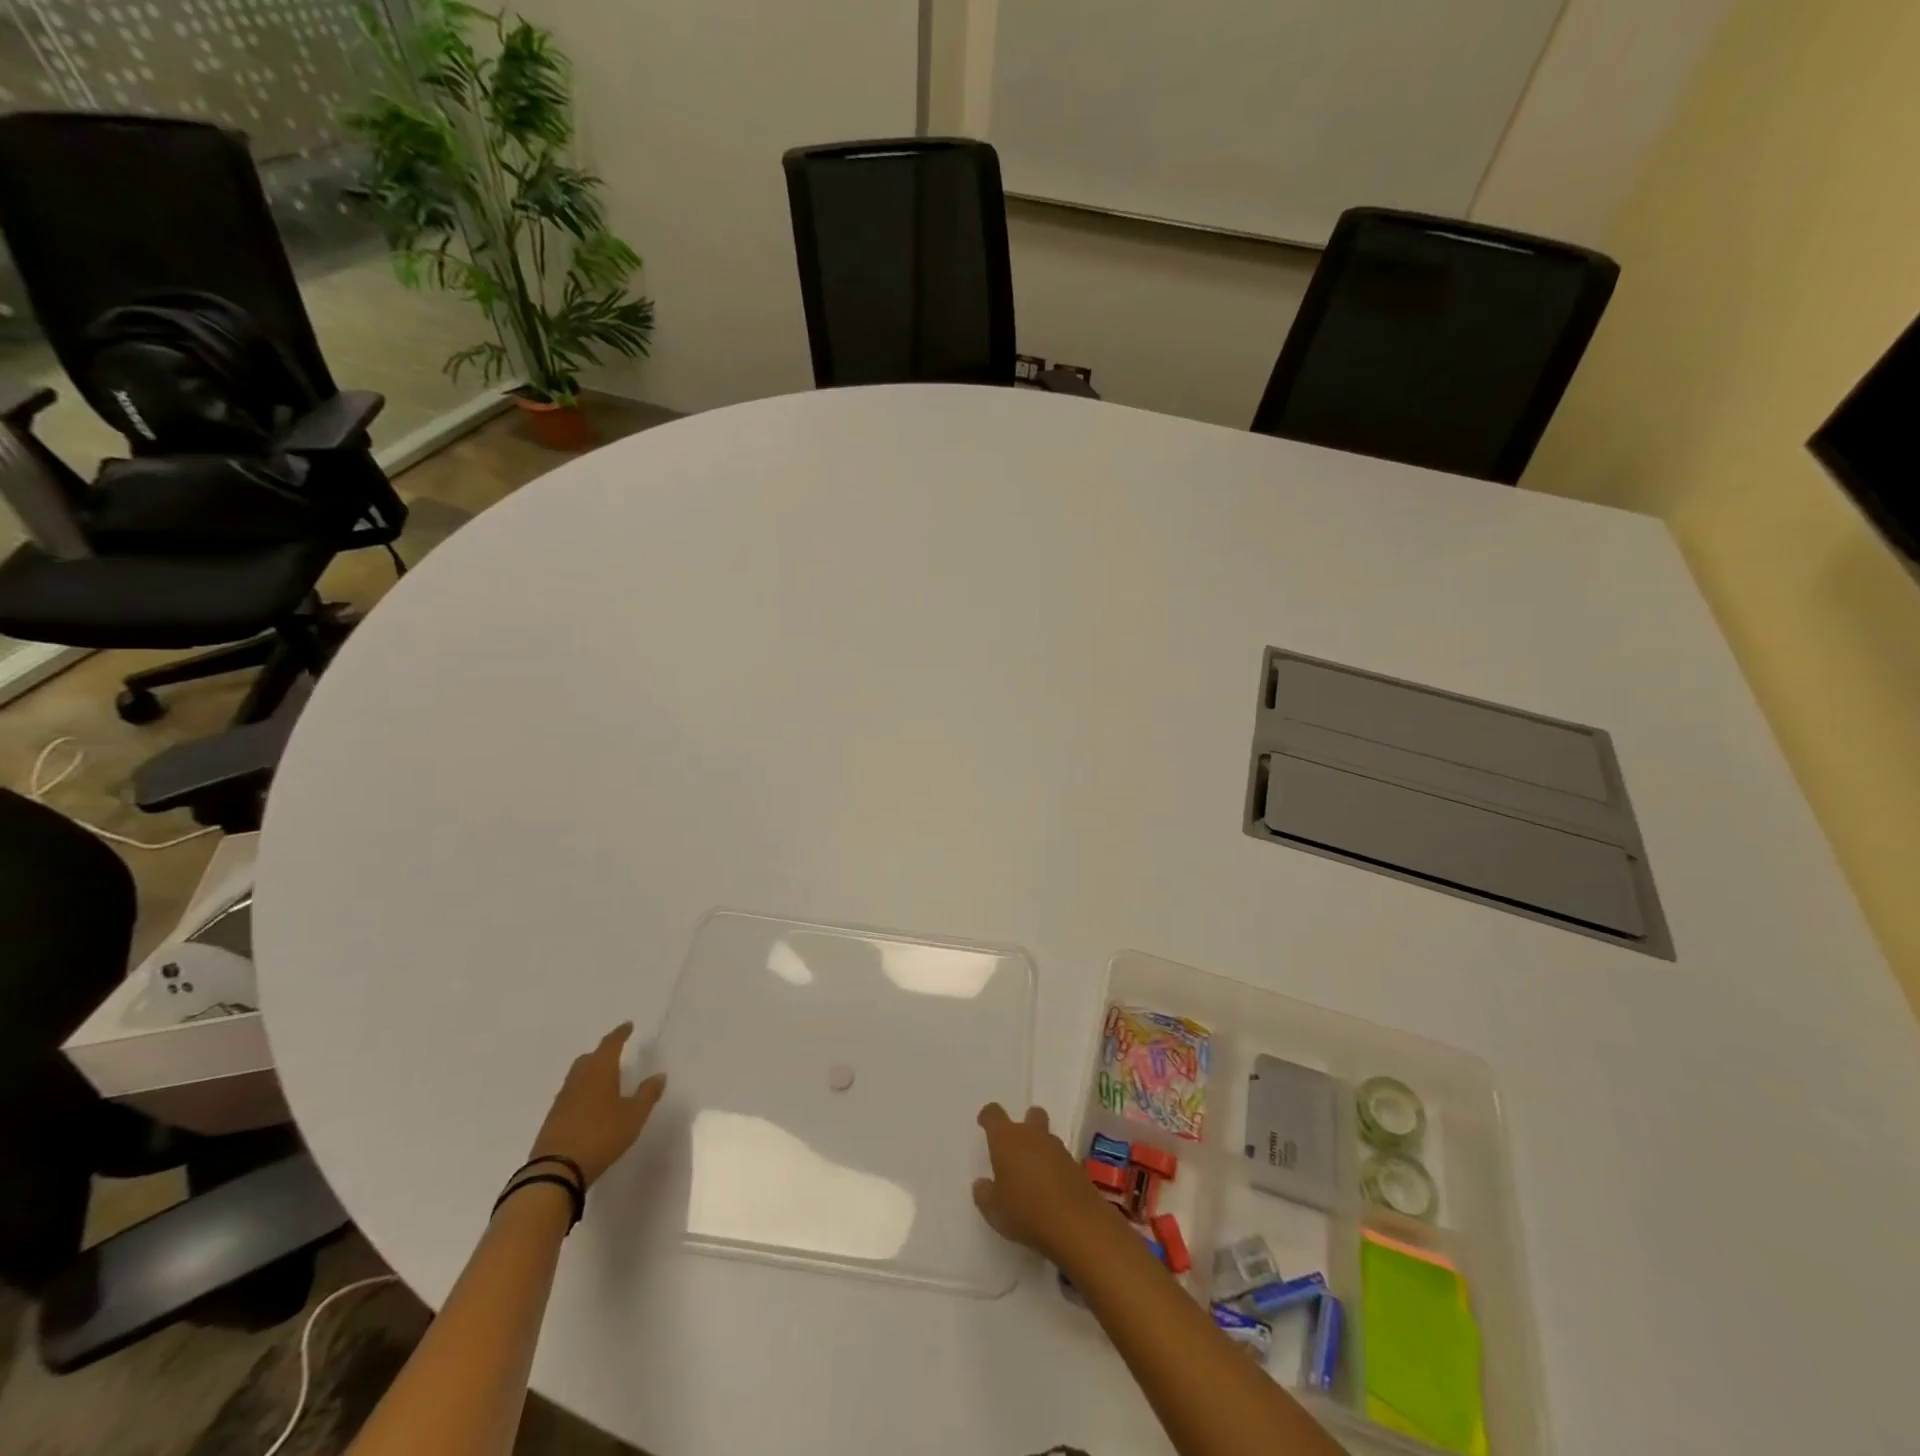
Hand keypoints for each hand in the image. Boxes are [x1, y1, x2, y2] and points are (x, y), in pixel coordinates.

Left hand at [528, 1023, 665, 1186]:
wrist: (556, 1171)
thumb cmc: (601, 1136)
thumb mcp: (633, 1116)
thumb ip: (648, 1094)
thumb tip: (659, 1075)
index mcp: (600, 1071)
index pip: (611, 1044)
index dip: (620, 1034)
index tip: (628, 1026)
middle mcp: (579, 1079)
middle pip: (589, 1058)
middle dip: (602, 1052)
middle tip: (614, 1052)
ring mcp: (562, 1099)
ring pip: (577, 1075)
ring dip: (590, 1071)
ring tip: (603, 1077)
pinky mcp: (553, 1118)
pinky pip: (570, 1094)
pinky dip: (581, 1091)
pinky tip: (589, 1103)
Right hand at [972, 1102, 1112, 1261]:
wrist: (1076, 1224)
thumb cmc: (1025, 1211)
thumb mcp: (993, 1210)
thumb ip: (984, 1194)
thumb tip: (982, 1184)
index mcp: (1007, 1139)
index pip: (994, 1114)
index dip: (988, 1117)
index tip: (984, 1123)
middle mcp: (1033, 1135)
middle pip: (1031, 1115)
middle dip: (1025, 1123)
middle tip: (1017, 1146)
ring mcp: (1058, 1149)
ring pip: (1047, 1137)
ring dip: (1041, 1148)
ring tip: (1033, 1174)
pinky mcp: (1077, 1166)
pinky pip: (1061, 1159)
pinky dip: (1055, 1168)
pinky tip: (1051, 1190)